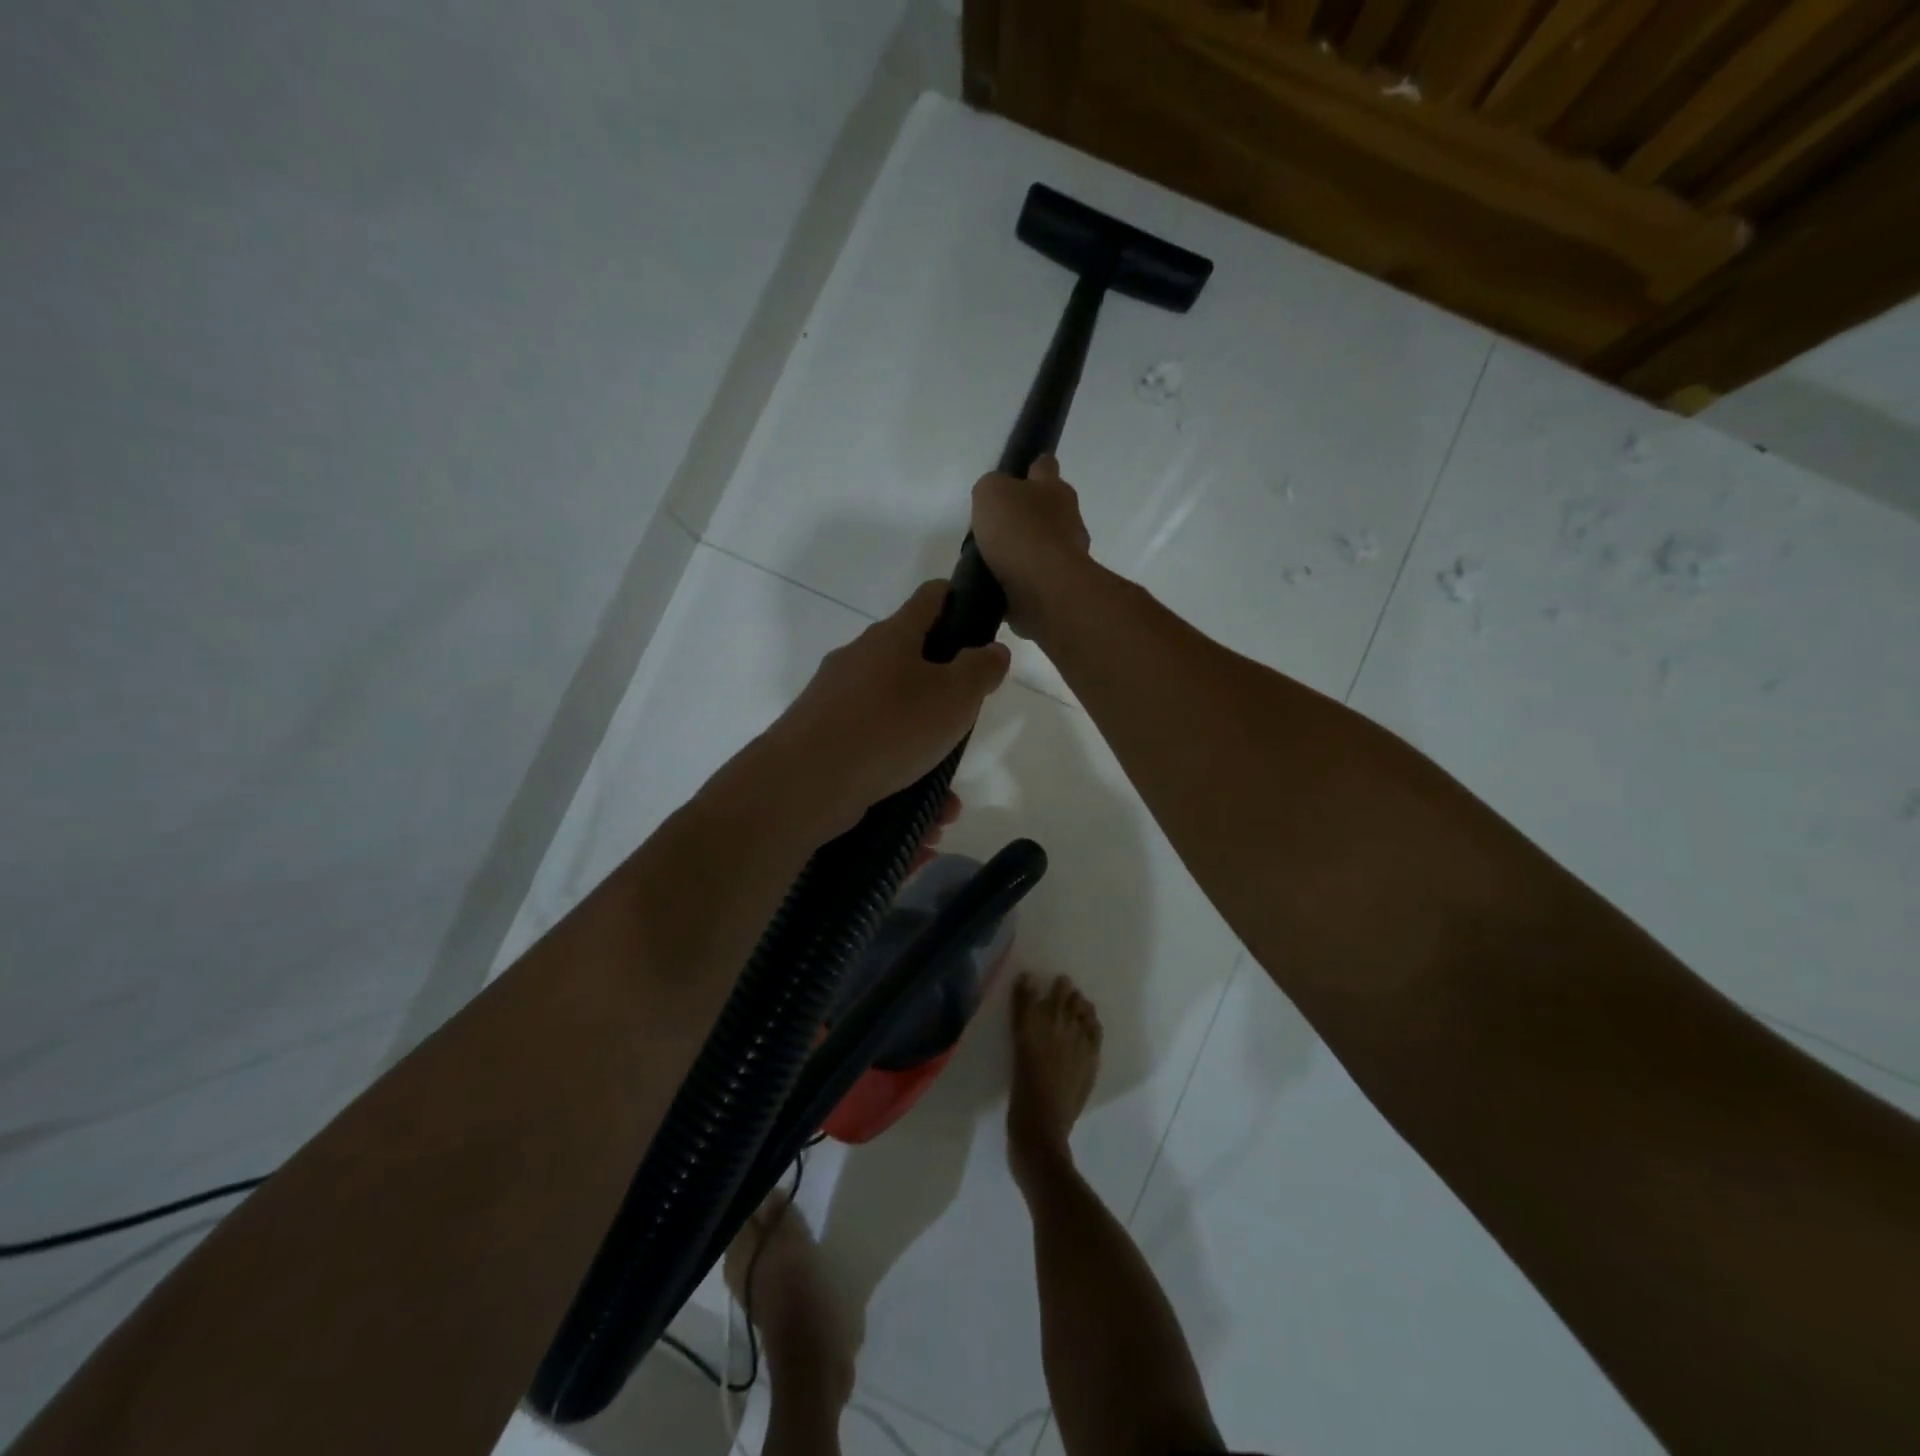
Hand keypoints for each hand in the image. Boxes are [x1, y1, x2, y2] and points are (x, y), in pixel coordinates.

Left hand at [774, 582, 1010, 826]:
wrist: (806, 781)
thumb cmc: (891, 726)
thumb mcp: (956, 696)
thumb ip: (982, 669)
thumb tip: (992, 650)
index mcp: (892, 636)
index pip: (931, 597)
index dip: (959, 600)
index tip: (981, 622)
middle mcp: (859, 659)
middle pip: (910, 659)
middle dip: (943, 690)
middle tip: (964, 720)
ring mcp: (835, 699)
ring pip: (892, 715)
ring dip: (923, 747)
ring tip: (947, 792)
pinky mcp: (821, 738)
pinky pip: (872, 750)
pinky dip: (898, 775)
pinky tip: (921, 814)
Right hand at [970, 454, 1092, 638]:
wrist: (1043, 588)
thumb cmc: (1019, 531)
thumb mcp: (991, 493)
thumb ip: (992, 488)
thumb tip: (996, 498)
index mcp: (1054, 488)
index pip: (1044, 466)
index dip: (1031, 468)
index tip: (1017, 476)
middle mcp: (1068, 518)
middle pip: (1047, 509)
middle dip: (1028, 514)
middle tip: (998, 525)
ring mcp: (1068, 555)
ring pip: (1044, 545)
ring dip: (1025, 551)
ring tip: (994, 561)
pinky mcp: (1059, 587)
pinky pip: (1037, 578)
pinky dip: (1022, 581)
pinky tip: (1001, 586)